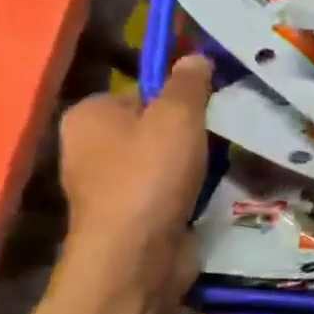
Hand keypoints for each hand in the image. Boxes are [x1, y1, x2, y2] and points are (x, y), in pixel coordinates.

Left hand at [57, 55, 213, 284]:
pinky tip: (214, 190)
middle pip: (154, 125)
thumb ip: (188, 82)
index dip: (178, 94)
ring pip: (164, 159)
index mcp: (88, 115)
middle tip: (223, 130)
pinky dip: (190, 189)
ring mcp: (108, 186)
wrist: (137, 256)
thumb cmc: (149, 175)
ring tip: (225, 160)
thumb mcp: (177, 115)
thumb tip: (194, 56)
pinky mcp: (131, 216)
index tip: (212, 104)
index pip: (141, 89)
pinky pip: (168, 189)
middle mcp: (89, 148)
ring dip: (195, 162)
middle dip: (190, 130)